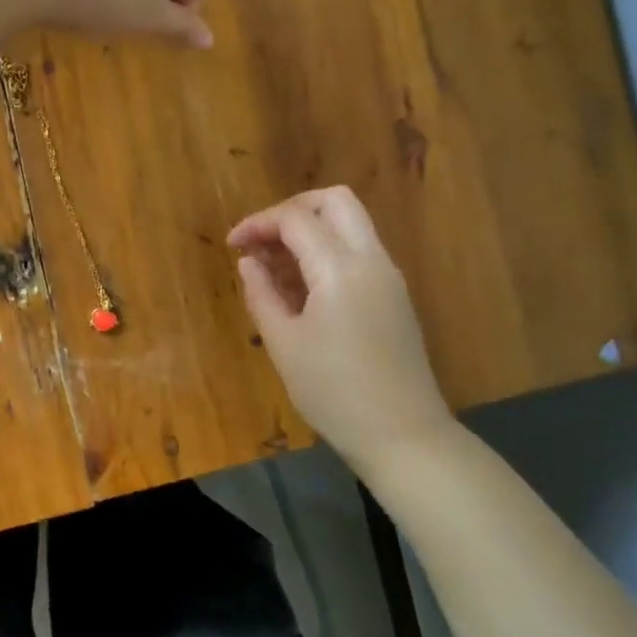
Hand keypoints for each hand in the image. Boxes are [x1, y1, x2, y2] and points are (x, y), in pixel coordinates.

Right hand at [228, 186, 457, 477]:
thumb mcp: (284, 345)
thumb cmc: (334, 392)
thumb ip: (262, 294)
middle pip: (335, 201)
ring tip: (276, 262)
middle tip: (263, 239)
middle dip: (292, 209)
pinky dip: (329, 248)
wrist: (404, 435)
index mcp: (340, 269)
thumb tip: (248, 263)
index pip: (295, 219)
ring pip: (351, 222)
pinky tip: (304, 282)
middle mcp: (371, 259)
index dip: (258, 223)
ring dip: (312, 228)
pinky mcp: (395, 294)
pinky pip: (360, 248)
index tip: (233, 245)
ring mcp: (389, 275)